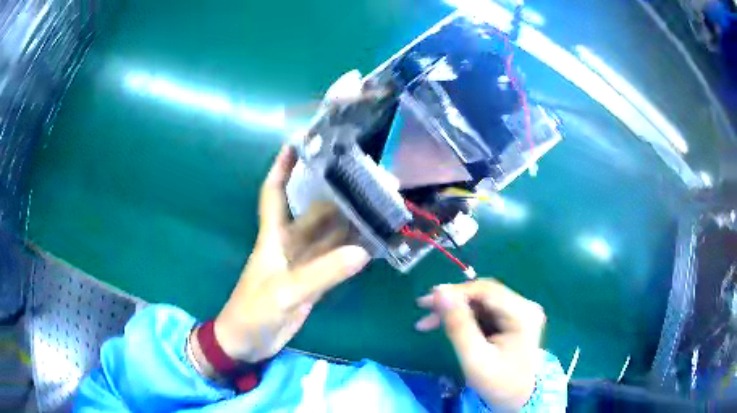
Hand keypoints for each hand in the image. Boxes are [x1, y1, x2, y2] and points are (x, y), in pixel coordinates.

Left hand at [213, 146, 369, 362]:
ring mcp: (303, 263)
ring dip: (350, 223)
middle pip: (315, 212)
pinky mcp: (312, 282)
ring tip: (379, 207)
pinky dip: (352, 252)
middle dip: (337, 195)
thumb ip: (321, 273)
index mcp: (273, 237)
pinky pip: (335, 260)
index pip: (274, 193)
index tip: (296, 144)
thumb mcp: (285, 292)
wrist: (248, 342)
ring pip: (329, 236)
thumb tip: (361, 251)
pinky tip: (372, 244)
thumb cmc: (254, 311)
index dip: (281, 168)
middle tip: (369, 180)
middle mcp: (289, 244)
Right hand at [415, 279, 545, 410]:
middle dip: (453, 301)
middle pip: (484, 294)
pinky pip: (486, 311)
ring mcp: (521, 312)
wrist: (520, 399)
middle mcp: (525, 306)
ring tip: (429, 322)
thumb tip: (440, 292)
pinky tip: (448, 324)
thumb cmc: (498, 383)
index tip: (426, 300)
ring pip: (482, 302)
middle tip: (423, 309)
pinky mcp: (515, 319)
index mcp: (522, 314)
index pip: (486, 291)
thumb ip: (458, 325)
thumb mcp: (474, 358)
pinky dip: (466, 317)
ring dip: (456, 309)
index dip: (455, 292)